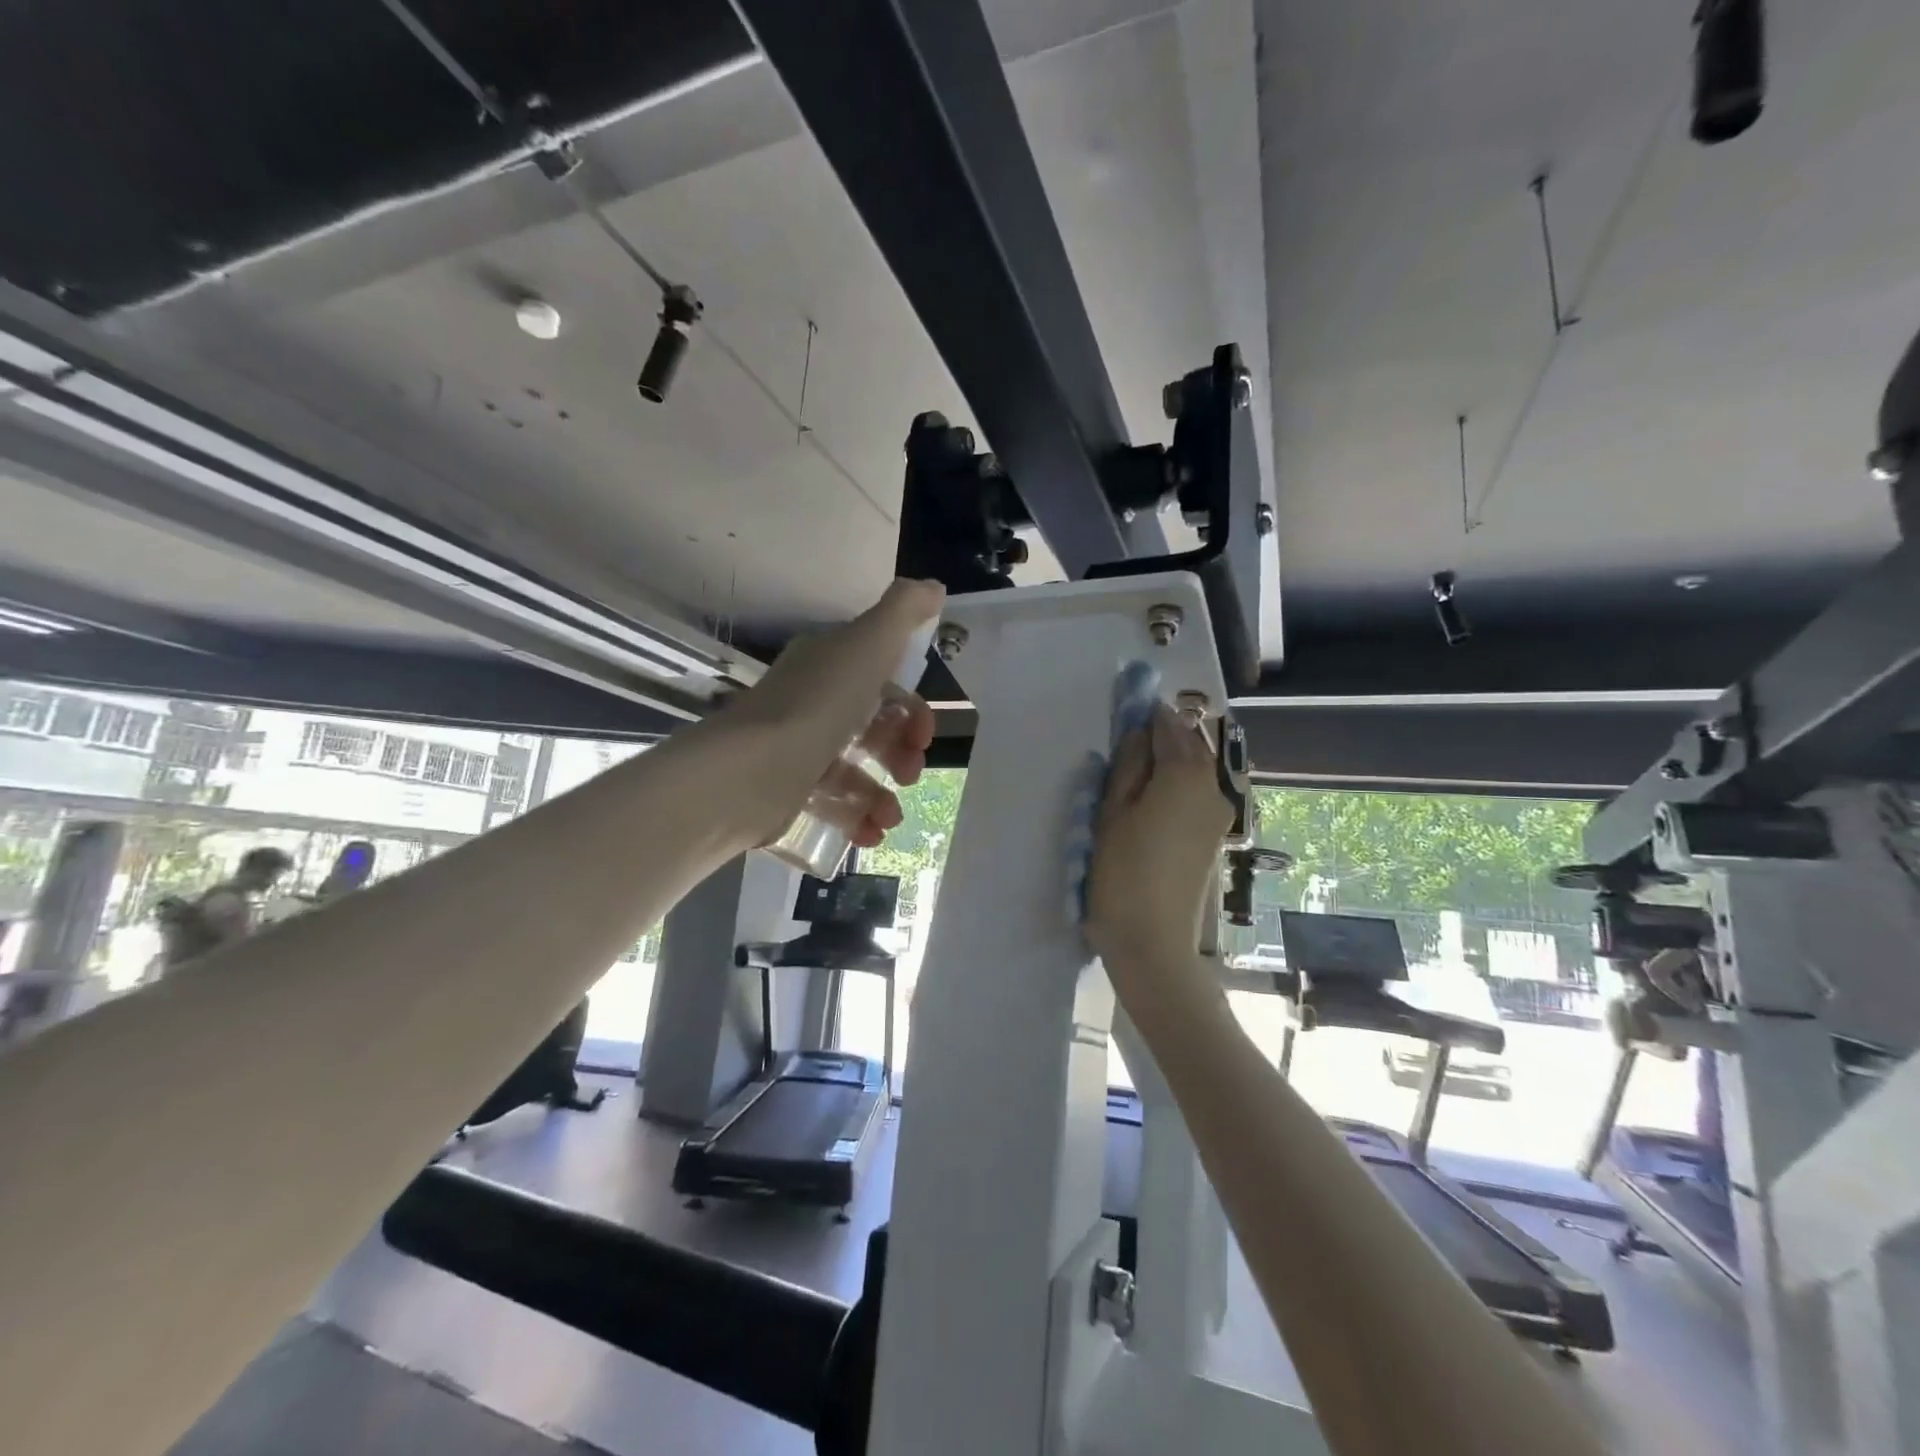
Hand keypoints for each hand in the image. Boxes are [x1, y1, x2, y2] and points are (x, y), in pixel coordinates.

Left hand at [719, 578, 944, 847]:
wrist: (750, 772)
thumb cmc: (818, 705)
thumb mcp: (867, 644)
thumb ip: (903, 612)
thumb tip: (934, 587)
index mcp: (828, 666)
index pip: (880, 682)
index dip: (911, 709)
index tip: (925, 735)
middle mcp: (810, 703)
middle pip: (870, 728)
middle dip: (900, 753)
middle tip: (910, 776)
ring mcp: (795, 750)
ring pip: (852, 771)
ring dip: (881, 794)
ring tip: (890, 816)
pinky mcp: (784, 793)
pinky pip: (829, 805)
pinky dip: (855, 818)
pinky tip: (870, 833)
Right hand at [1086, 703, 1233, 973]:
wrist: (1154, 942)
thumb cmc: (1122, 872)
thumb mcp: (1112, 812)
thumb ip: (1127, 765)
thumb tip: (1136, 731)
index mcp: (1186, 773)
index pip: (1168, 724)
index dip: (1145, 713)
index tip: (1123, 710)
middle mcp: (1213, 787)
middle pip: (1189, 744)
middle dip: (1161, 735)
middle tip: (1125, 742)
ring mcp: (1219, 814)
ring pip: (1196, 769)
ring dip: (1169, 760)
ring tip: (1133, 773)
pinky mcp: (1214, 837)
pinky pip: (1198, 793)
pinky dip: (1177, 784)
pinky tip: (1151, 800)